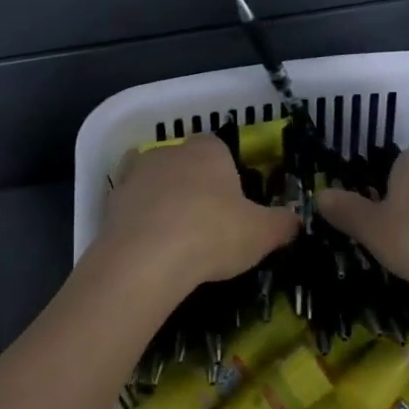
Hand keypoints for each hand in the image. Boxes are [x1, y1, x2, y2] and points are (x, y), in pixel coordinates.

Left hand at [91, 136, 298, 297]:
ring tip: (176, 239)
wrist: (144, 260)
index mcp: (208, 150)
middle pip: (186, 164)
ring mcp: (136, 174)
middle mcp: (169, 151)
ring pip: (155, 182)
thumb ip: (283, 224)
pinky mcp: (110, 201)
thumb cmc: (211, 235)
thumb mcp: (262, 234)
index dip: (228, 174)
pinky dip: (139, 220)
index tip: (234, 204)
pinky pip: (131, 206)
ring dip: (164, 201)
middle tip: (208, 225)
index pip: (220, 148)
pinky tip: (150, 247)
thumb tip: (298, 220)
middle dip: (195, 187)